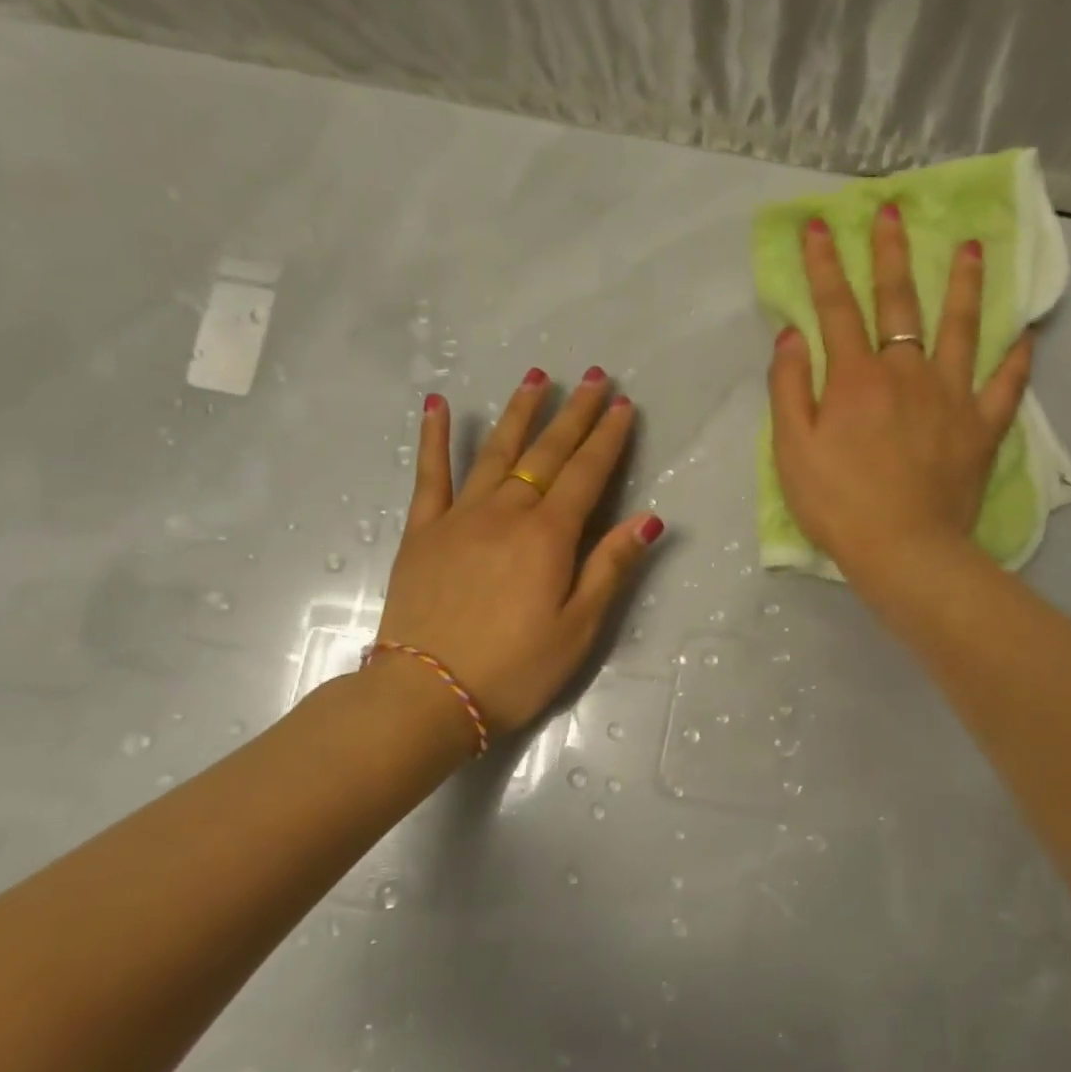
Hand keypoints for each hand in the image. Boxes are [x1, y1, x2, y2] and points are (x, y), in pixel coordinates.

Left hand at [373, 367, 663, 736]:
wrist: (428, 693)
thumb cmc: (515, 668)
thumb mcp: (579, 628)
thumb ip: (610, 567)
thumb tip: (648, 518)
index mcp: (548, 536)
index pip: (587, 474)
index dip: (608, 438)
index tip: (623, 405)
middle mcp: (506, 513)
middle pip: (546, 453)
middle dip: (574, 413)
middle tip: (594, 377)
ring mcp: (459, 517)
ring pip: (495, 451)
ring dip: (520, 413)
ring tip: (538, 377)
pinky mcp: (423, 532)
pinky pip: (429, 475)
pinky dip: (434, 438)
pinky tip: (437, 405)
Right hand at [768, 206, 1032, 577]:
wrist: (903, 550)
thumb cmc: (838, 504)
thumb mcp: (792, 449)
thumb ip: (789, 388)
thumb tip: (792, 336)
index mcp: (856, 378)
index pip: (836, 309)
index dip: (825, 266)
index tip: (821, 226)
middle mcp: (906, 372)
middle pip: (899, 303)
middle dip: (892, 254)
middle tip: (894, 211)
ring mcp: (951, 397)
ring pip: (960, 329)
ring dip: (964, 285)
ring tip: (973, 247)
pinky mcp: (981, 428)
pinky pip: (1005, 385)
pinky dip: (1016, 359)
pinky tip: (1025, 335)